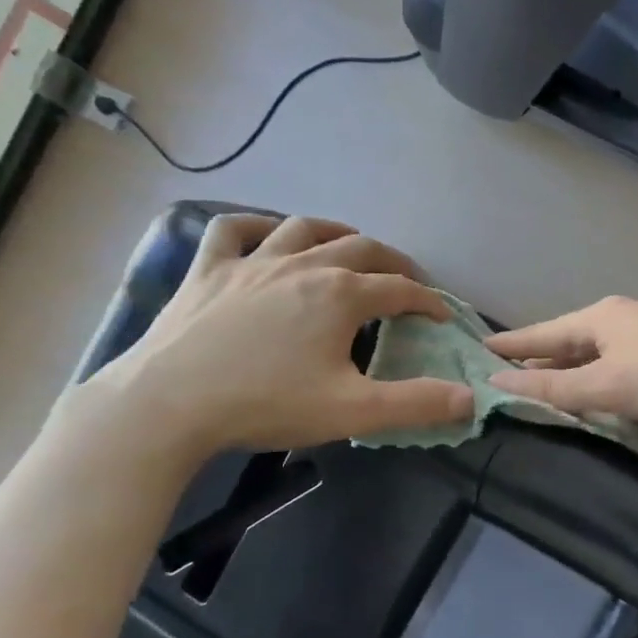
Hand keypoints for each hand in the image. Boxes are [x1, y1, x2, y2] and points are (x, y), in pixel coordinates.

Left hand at [74, 214, 473, 462]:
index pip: (400, 290)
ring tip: (350, 245)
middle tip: (407, 280)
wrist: (167, 405)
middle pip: (361, 249)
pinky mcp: (208, 270)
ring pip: (303, 228)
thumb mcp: (352, 412)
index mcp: (340, 295)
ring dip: (335, 232)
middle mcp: (302, 265)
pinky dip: (256, 225)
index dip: (428, 302)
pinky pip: (233, 230)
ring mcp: (251, 262)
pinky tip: (267, 235)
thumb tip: (470, 398)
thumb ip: (416, 404)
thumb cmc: (265, 405)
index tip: (442, 316)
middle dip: (393, 262)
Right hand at [486, 297, 637, 426]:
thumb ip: (552, 386)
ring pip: (595, 358)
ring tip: (542, 391)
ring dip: (570, 375)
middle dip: (539, 360)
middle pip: (568, 343)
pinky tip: (595, 402)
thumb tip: (497, 381)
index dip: (511, 344)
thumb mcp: (605, 384)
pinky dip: (599, 385)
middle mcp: (620, 322)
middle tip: (504, 377)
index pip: (542, 332)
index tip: (479, 350)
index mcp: (599, 319)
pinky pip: (618, 372)